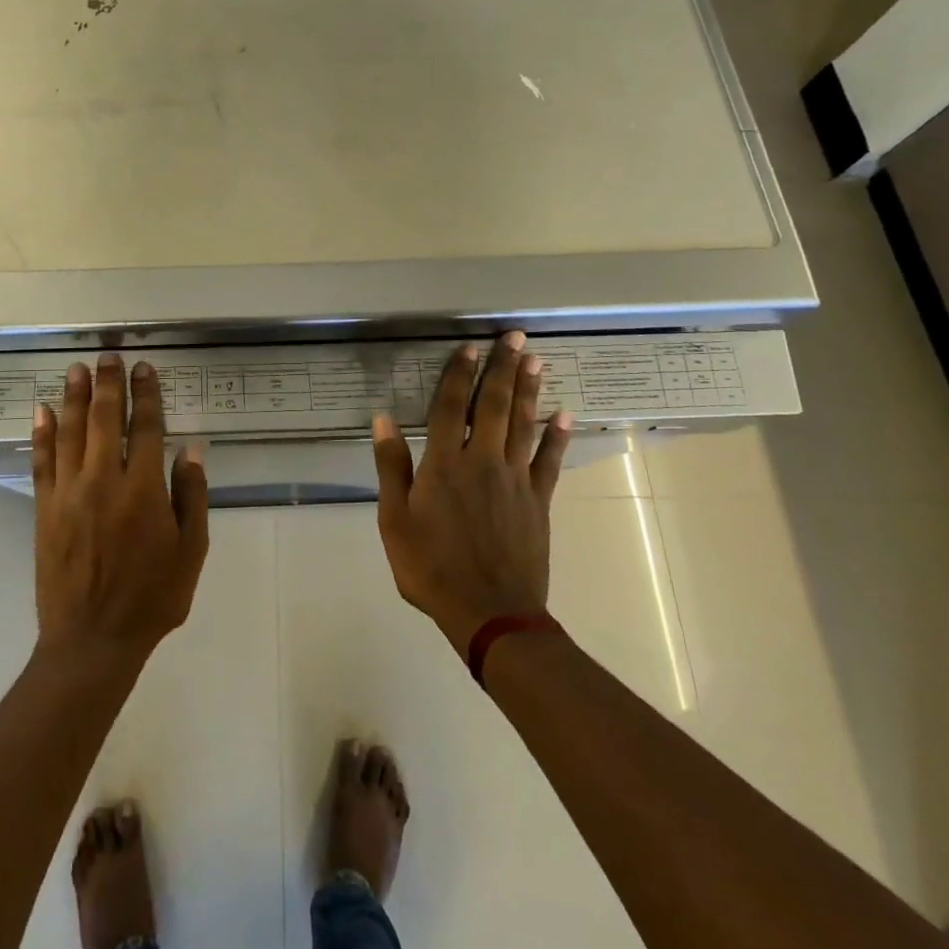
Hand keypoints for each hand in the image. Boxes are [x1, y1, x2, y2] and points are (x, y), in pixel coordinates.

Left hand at [31, 355, 209, 667]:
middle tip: (108, 356)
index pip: (147, 428)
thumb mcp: (191, 551)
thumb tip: (190, 448)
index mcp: (144, 490)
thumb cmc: (152, 598)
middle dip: (109, 384)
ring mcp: (69, 493)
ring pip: (71, 433)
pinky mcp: (45, 510)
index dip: (147, 395)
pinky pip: (42, 462)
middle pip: (106, 420)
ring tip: (77, 369)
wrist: (92, 640)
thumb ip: (191, 496)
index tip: (145, 369)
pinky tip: (43, 411)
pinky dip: (42, 434)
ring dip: (74, 397)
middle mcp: (104, 481)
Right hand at [370, 332, 571, 651]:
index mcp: (444, 464)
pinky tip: (565, 414)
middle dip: (502, 368)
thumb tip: (383, 418)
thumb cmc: (431, 567)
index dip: (459, 374)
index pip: (451, 407)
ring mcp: (515, 479)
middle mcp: (482, 461)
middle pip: (493, 405)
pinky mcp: (539, 501)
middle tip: (514, 336)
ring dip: (529, 390)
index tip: (468, 347)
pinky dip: (558, 436)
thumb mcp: (394, 520)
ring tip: (534, 360)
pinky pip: (550, 461)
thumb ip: (391, 466)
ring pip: (523, 424)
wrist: (489, 612)